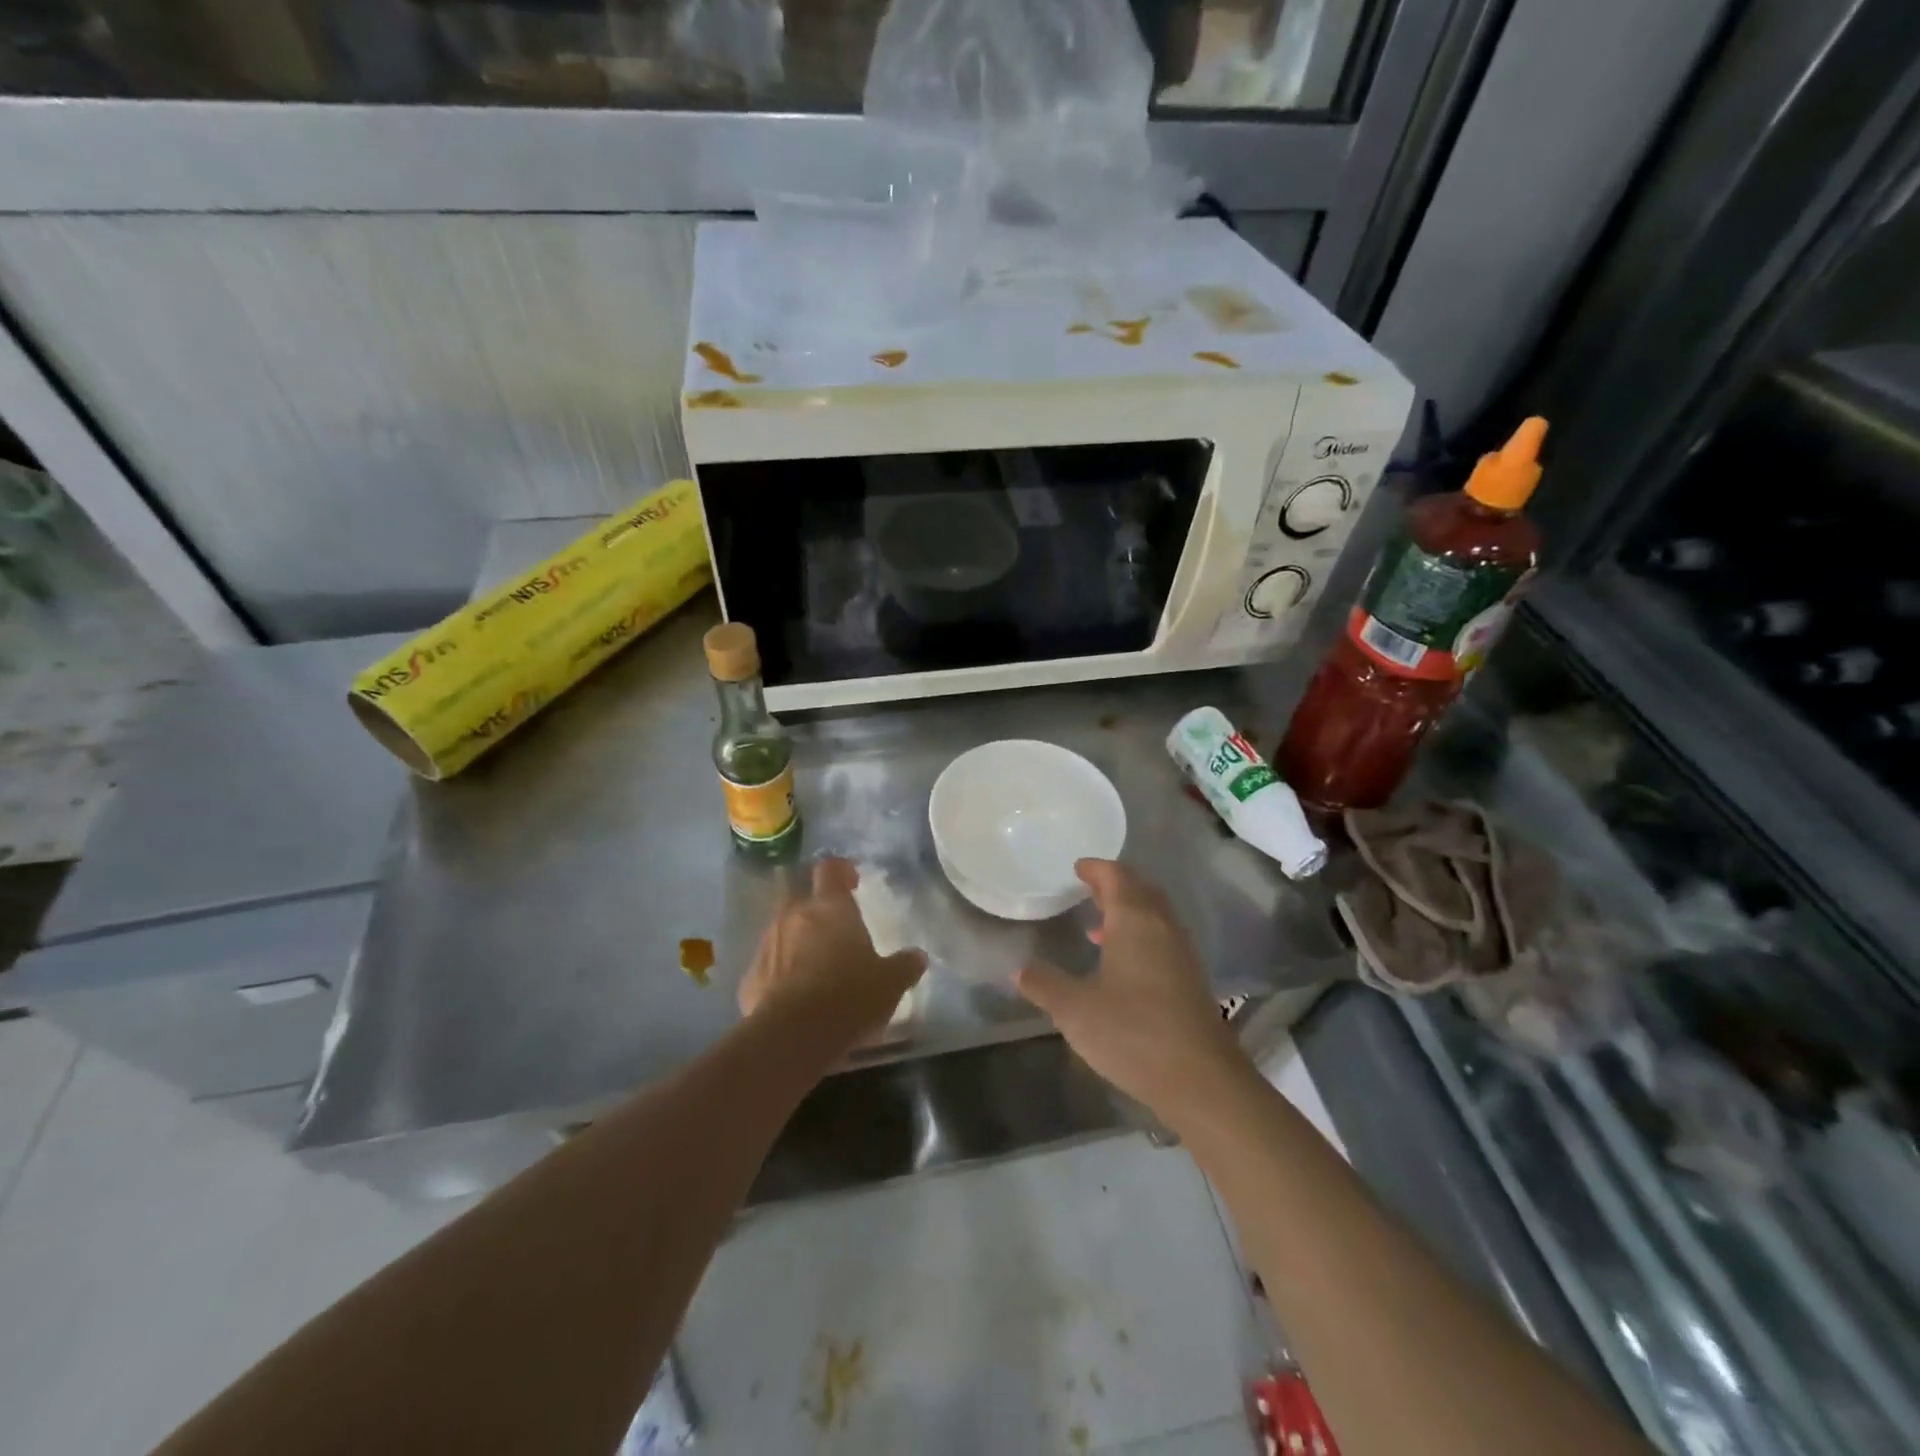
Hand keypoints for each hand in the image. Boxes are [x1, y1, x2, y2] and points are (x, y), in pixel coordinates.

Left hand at [738, 857, 925, 1046]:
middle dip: (818, 913)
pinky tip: (795, 1000)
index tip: (852, 883)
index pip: (830, 869)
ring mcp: (767, 945)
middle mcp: (794, 916)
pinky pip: (769, 968)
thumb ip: (904, 965)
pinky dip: (780, 977)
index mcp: (830, 907)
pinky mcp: (749, 978)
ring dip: (798, 944)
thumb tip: (917, 956)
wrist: (793, 1036)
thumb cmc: (849, 995)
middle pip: (804, 901)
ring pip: (783, 933)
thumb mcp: (890, 983)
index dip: (841, 871)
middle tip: (838, 936)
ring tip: (817, 971)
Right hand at [1016, 860, 1251, 1122]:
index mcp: (1135, 921)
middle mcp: (1162, 927)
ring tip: (1097, 926)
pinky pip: (1162, 939)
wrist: (1202, 1080)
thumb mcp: (1075, 1010)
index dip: (1096, 869)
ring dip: (1129, 912)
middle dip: (1114, 885)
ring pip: (1154, 916)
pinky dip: (1140, 936)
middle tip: (1088, 888)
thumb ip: (1045, 984)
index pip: (1117, 877)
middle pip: (1140, 890)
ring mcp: (1182, 953)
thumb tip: (1019, 967)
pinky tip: (1122, 965)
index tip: (1078, 867)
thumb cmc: (1133, 1033)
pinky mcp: (1190, 979)